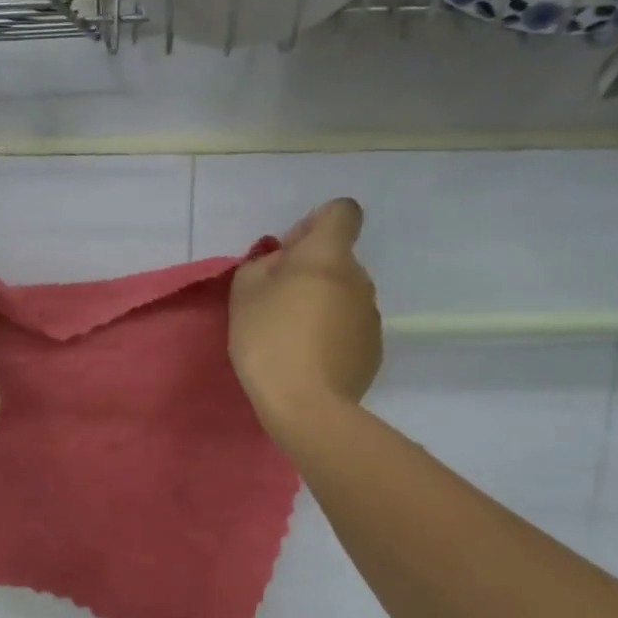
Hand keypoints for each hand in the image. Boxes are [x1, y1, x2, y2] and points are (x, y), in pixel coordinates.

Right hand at [229, 198, 382, 434]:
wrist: (306, 405)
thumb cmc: (268, 339)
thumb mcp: (244, 291)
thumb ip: (263, 264)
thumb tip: (283, 265)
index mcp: (328, 256)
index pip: (342, 211)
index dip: (315, 223)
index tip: (289, 252)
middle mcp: (359, 278)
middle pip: (338, 257)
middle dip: (310, 270)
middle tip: (276, 302)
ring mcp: (371, 315)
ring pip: (344, 293)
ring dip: (321, 302)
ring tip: (292, 336)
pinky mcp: (374, 348)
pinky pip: (349, 326)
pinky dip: (331, 332)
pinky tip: (309, 359)